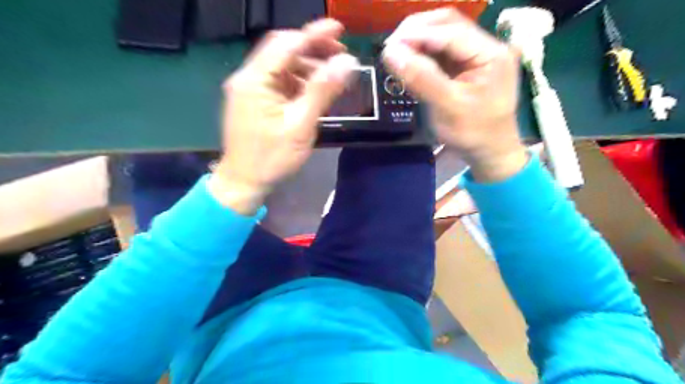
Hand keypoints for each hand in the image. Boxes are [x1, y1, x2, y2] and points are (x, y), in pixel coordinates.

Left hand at [208, 20, 358, 213]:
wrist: (244, 183)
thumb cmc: (271, 158)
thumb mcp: (300, 125)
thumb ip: (322, 91)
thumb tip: (347, 62)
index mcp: (255, 80)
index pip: (286, 44)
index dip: (314, 34)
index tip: (340, 30)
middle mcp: (248, 78)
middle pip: (283, 51)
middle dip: (313, 49)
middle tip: (340, 56)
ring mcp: (250, 90)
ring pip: (282, 67)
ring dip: (308, 67)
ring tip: (332, 77)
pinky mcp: (255, 102)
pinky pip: (279, 83)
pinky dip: (299, 83)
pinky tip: (314, 92)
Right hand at [383, 7, 525, 180]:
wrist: (490, 152)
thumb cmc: (473, 133)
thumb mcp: (447, 107)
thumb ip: (421, 78)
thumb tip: (390, 52)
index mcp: (491, 53)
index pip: (451, 31)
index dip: (418, 34)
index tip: (389, 46)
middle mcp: (487, 46)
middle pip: (448, 25)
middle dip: (417, 32)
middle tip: (391, 48)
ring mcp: (477, 55)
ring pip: (443, 35)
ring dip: (418, 41)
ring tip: (396, 53)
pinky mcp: (467, 66)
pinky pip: (442, 52)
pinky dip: (423, 53)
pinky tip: (409, 60)